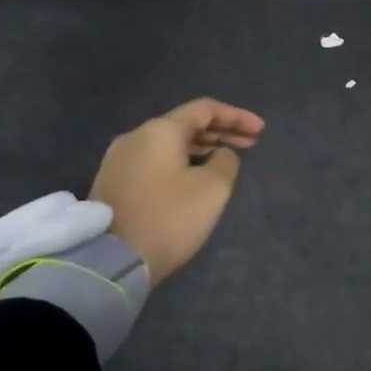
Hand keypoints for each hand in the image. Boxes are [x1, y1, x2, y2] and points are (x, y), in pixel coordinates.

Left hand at [90, 98, 265, 285]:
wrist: (110, 261)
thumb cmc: (169, 218)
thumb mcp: (212, 188)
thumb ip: (226, 161)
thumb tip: (220, 154)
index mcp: (160, 130)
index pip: (205, 109)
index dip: (236, 116)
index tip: (260, 130)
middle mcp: (136, 137)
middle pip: (185, 123)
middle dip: (221, 131)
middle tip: (250, 143)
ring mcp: (120, 160)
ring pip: (169, 143)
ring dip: (201, 146)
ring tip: (226, 158)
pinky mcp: (114, 182)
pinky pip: (155, 159)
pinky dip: (182, 160)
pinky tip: (196, 174)